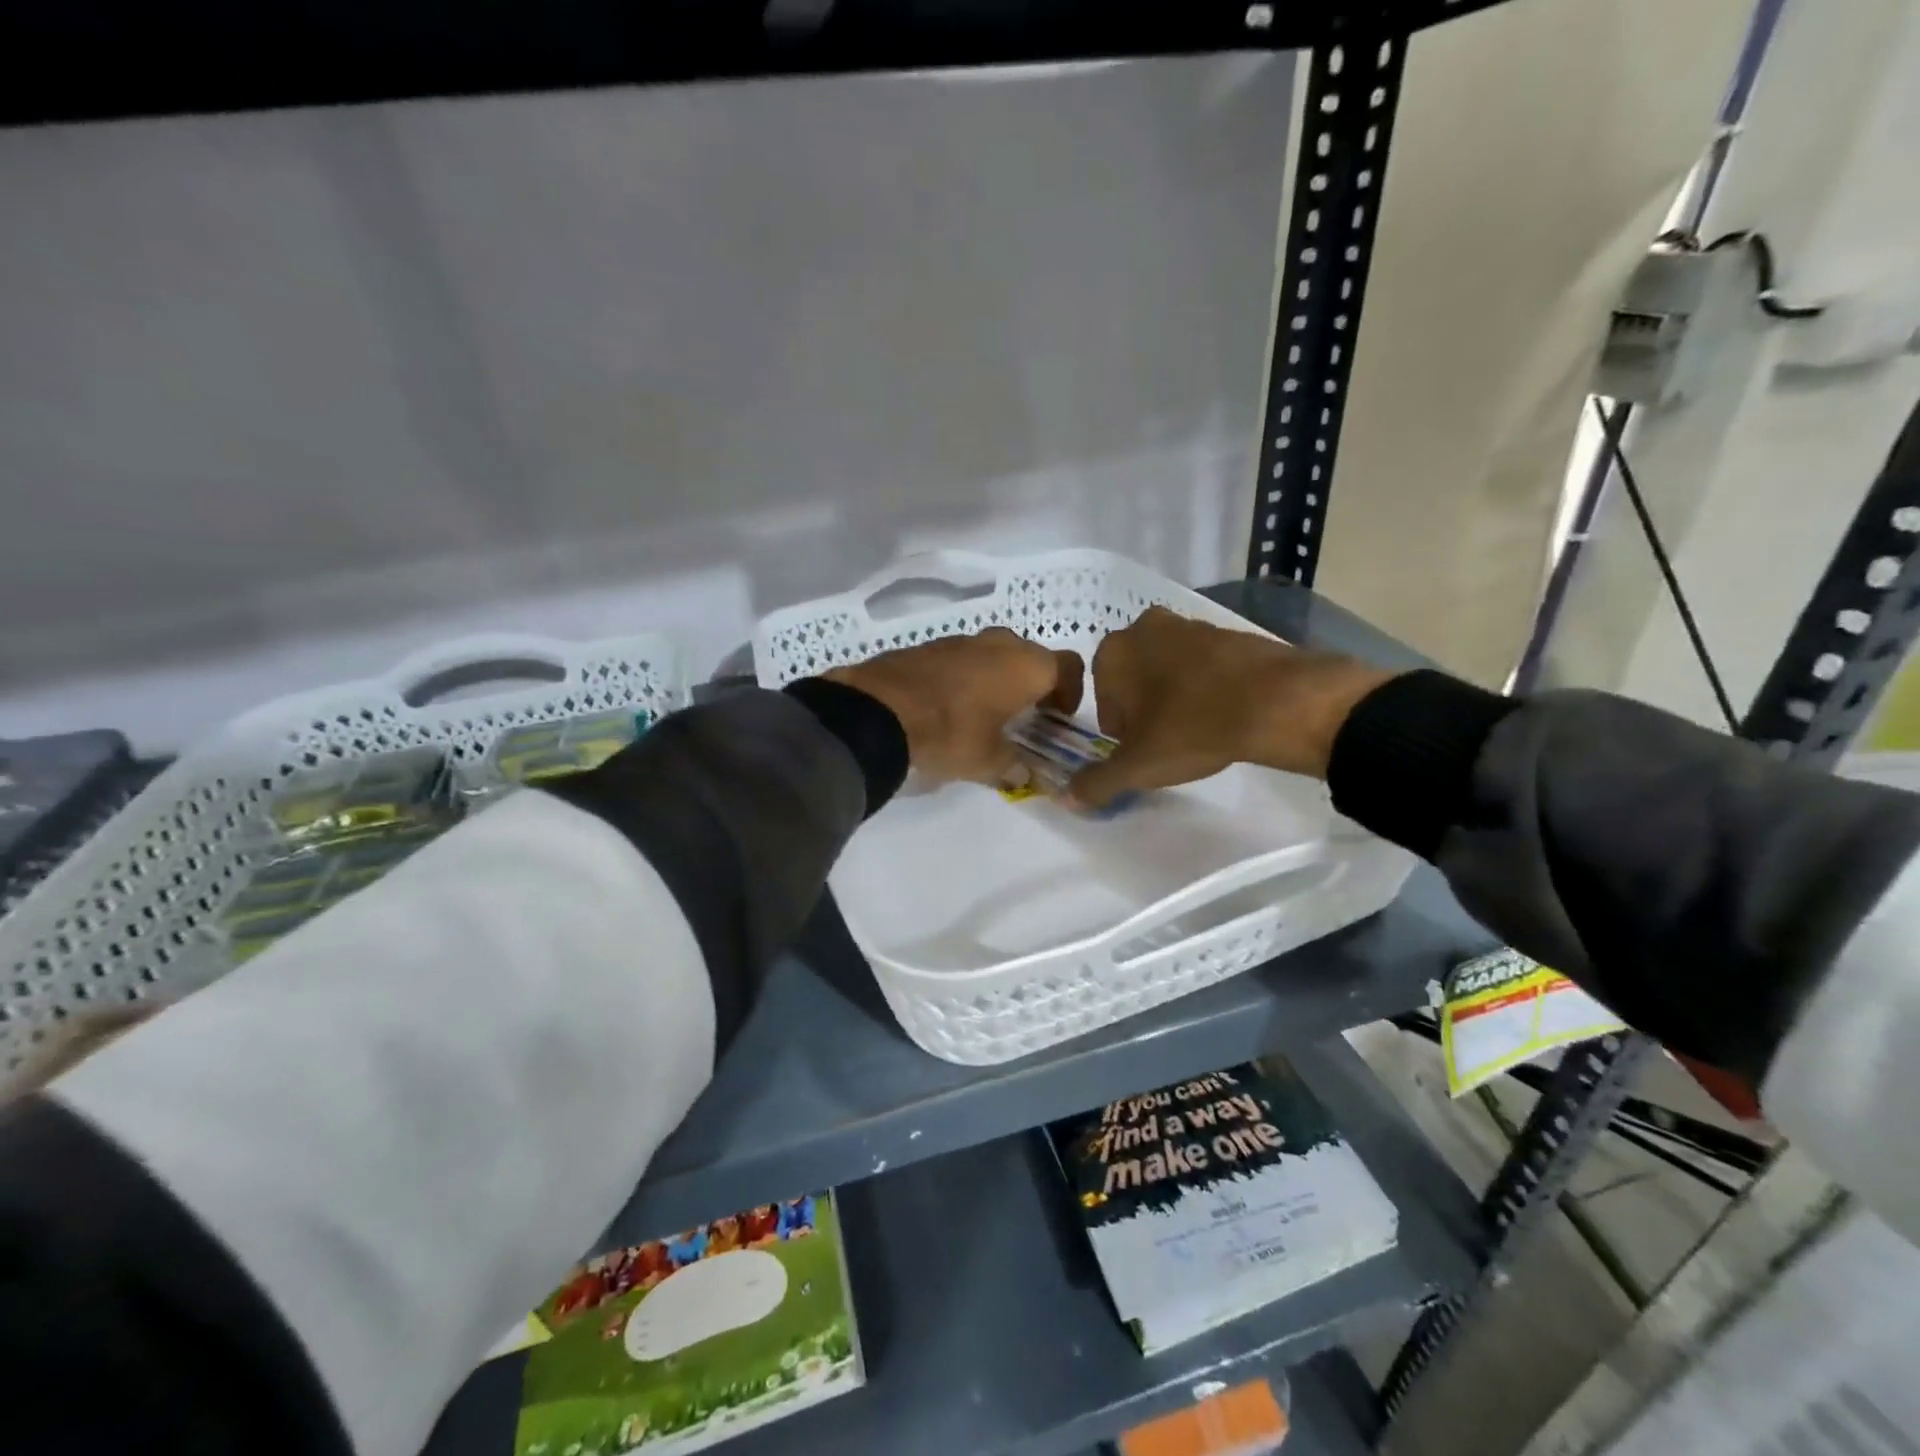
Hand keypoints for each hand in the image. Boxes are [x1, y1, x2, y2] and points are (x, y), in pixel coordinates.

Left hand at [827, 627, 1083, 783]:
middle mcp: (999, 643)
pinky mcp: (929, 645)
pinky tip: (949, 707)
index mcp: (1026, 665)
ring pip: (994, 655)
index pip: (1069, 667)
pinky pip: (962, 659)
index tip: (1057, 717)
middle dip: (1032, 685)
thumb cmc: (951, 733)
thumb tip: (1022, 773)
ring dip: (997, 679)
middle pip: (1031, 657)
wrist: (879, 710)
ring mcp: (962, 639)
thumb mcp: (988, 761)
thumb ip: (1013, 765)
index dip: (1070, 692)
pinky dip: (966, 677)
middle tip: (1023, 717)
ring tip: (984, 714)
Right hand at [1067, 606, 1396, 807]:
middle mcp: (1144, 628)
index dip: (1121, 733)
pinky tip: (1225, 713)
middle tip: (1170, 741)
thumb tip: (1067, 798)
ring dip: (1175, 698)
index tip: (1144, 750)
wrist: (1276, 701)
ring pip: (1167, 671)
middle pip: (1133, 682)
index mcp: (1112, 652)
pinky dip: (1207, 687)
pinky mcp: (1228, 630)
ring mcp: (1189, 624)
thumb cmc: (1190, 728)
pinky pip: (1203, 665)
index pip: (1102, 702)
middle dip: (1145, 711)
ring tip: (1200, 729)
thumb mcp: (1137, 767)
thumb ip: (1097, 783)